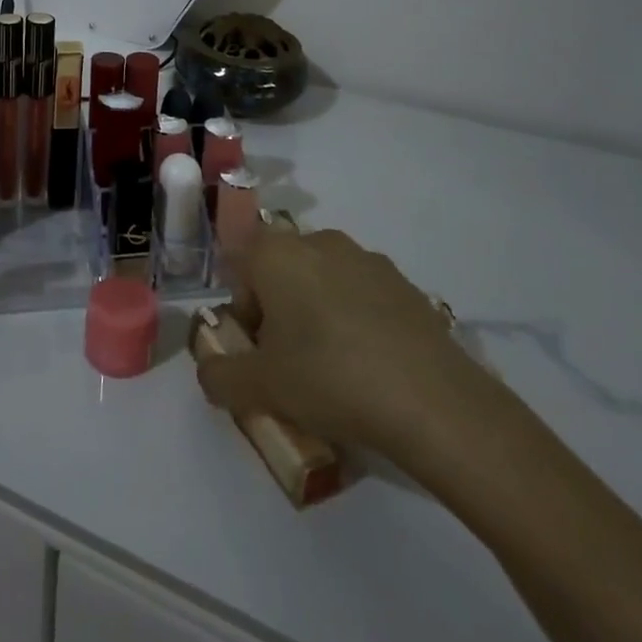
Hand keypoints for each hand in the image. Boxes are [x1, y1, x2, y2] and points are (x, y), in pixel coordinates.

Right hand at [196, 230, 503, 479]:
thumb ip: (220, 375)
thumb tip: (208, 371)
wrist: (433, 401)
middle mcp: (318, 241)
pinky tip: (372, 367)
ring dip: (318, 314)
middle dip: (278, 311)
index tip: (257, 350)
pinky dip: (357, 321)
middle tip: (290, 364)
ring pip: (323, 281)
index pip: (239, 266)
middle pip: (281, 270)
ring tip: (334, 370)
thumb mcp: (261, 388)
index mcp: (276, 252)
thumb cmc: (330, 378)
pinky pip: (363, 296)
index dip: (243, 310)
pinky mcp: (405, 283)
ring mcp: (366, 258)